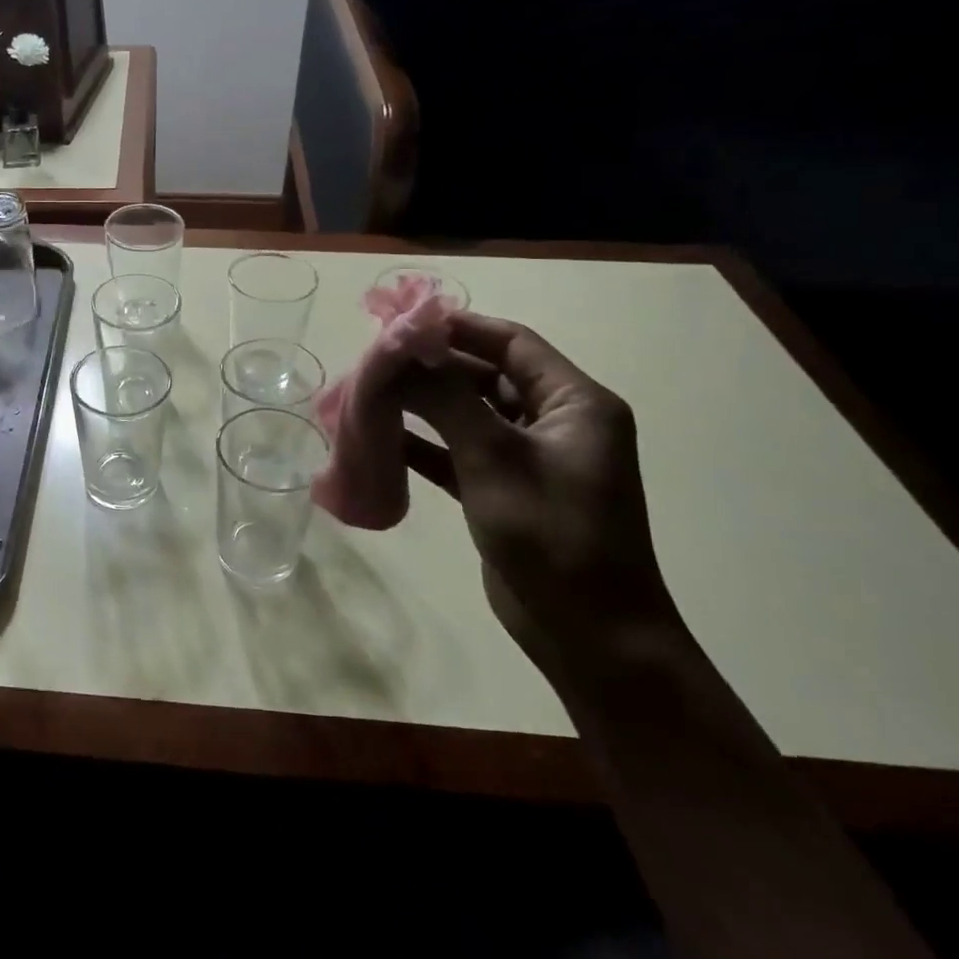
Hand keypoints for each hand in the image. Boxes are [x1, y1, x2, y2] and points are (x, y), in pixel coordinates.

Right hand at [397, 312, 682, 683]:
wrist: (589, 636)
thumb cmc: (552, 536)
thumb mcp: (495, 458)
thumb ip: (446, 399)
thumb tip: (403, 351)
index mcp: (574, 404)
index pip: (512, 343)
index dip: (458, 327)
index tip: (400, 322)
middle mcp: (554, 423)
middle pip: (485, 376)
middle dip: (431, 368)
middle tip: (373, 362)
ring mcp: (528, 459)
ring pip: (467, 414)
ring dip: (422, 406)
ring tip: (369, 396)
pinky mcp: (504, 490)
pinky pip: (459, 453)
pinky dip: (425, 446)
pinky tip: (382, 440)